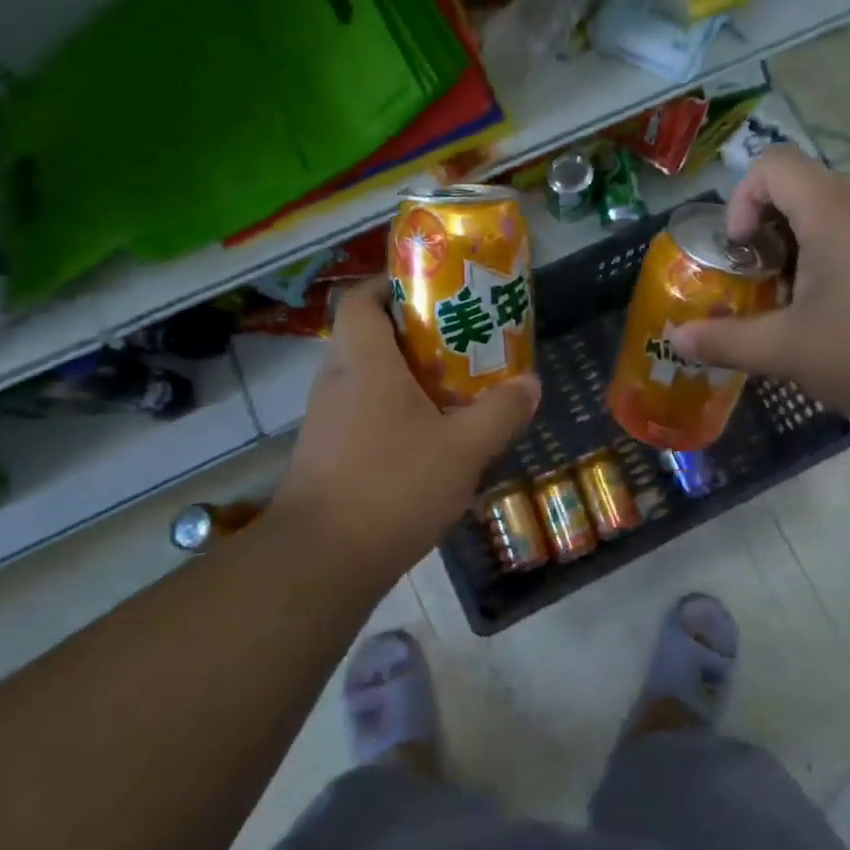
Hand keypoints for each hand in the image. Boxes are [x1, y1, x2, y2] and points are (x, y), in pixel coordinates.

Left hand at [275, 279, 539, 575]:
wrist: (319, 564)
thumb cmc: (392, 487)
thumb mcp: (463, 449)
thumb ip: (500, 412)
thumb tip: (530, 383)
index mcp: (364, 364)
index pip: (360, 300)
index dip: (389, 286)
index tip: (429, 292)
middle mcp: (336, 382)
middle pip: (365, 336)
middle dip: (410, 334)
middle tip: (456, 343)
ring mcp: (324, 421)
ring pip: (363, 378)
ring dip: (402, 377)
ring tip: (450, 390)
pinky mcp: (324, 455)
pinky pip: (359, 413)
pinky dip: (390, 412)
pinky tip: (426, 441)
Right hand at [668, 147, 849, 431]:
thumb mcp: (786, 350)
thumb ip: (725, 340)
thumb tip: (676, 338)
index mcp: (833, 212)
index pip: (773, 165)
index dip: (742, 200)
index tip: (743, 252)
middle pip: (800, 190)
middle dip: (767, 233)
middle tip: (763, 286)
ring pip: (832, 216)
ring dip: (800, 251)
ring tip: (798, 306)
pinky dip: (834, 261)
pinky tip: (841, 316)